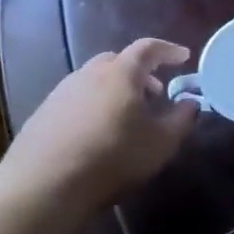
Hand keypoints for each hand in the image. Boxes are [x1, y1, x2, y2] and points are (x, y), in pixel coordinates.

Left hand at [2, 39, 198, 208]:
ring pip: (94, 80)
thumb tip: (190, 102)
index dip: (168, 50)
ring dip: (115, 90)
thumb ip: (182, 118)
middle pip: (117, 61)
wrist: (42, 185)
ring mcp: (61, 93)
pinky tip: (98, 132)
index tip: (184, 57)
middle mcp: (89, 74)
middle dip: (140, 72)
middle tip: (156, 92)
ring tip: (127, 116)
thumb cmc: (113, 157)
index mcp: (121, 74)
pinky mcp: (42, 114)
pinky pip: (77, 99)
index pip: (147, 48)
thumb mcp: (161, 142)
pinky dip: (94, 105)